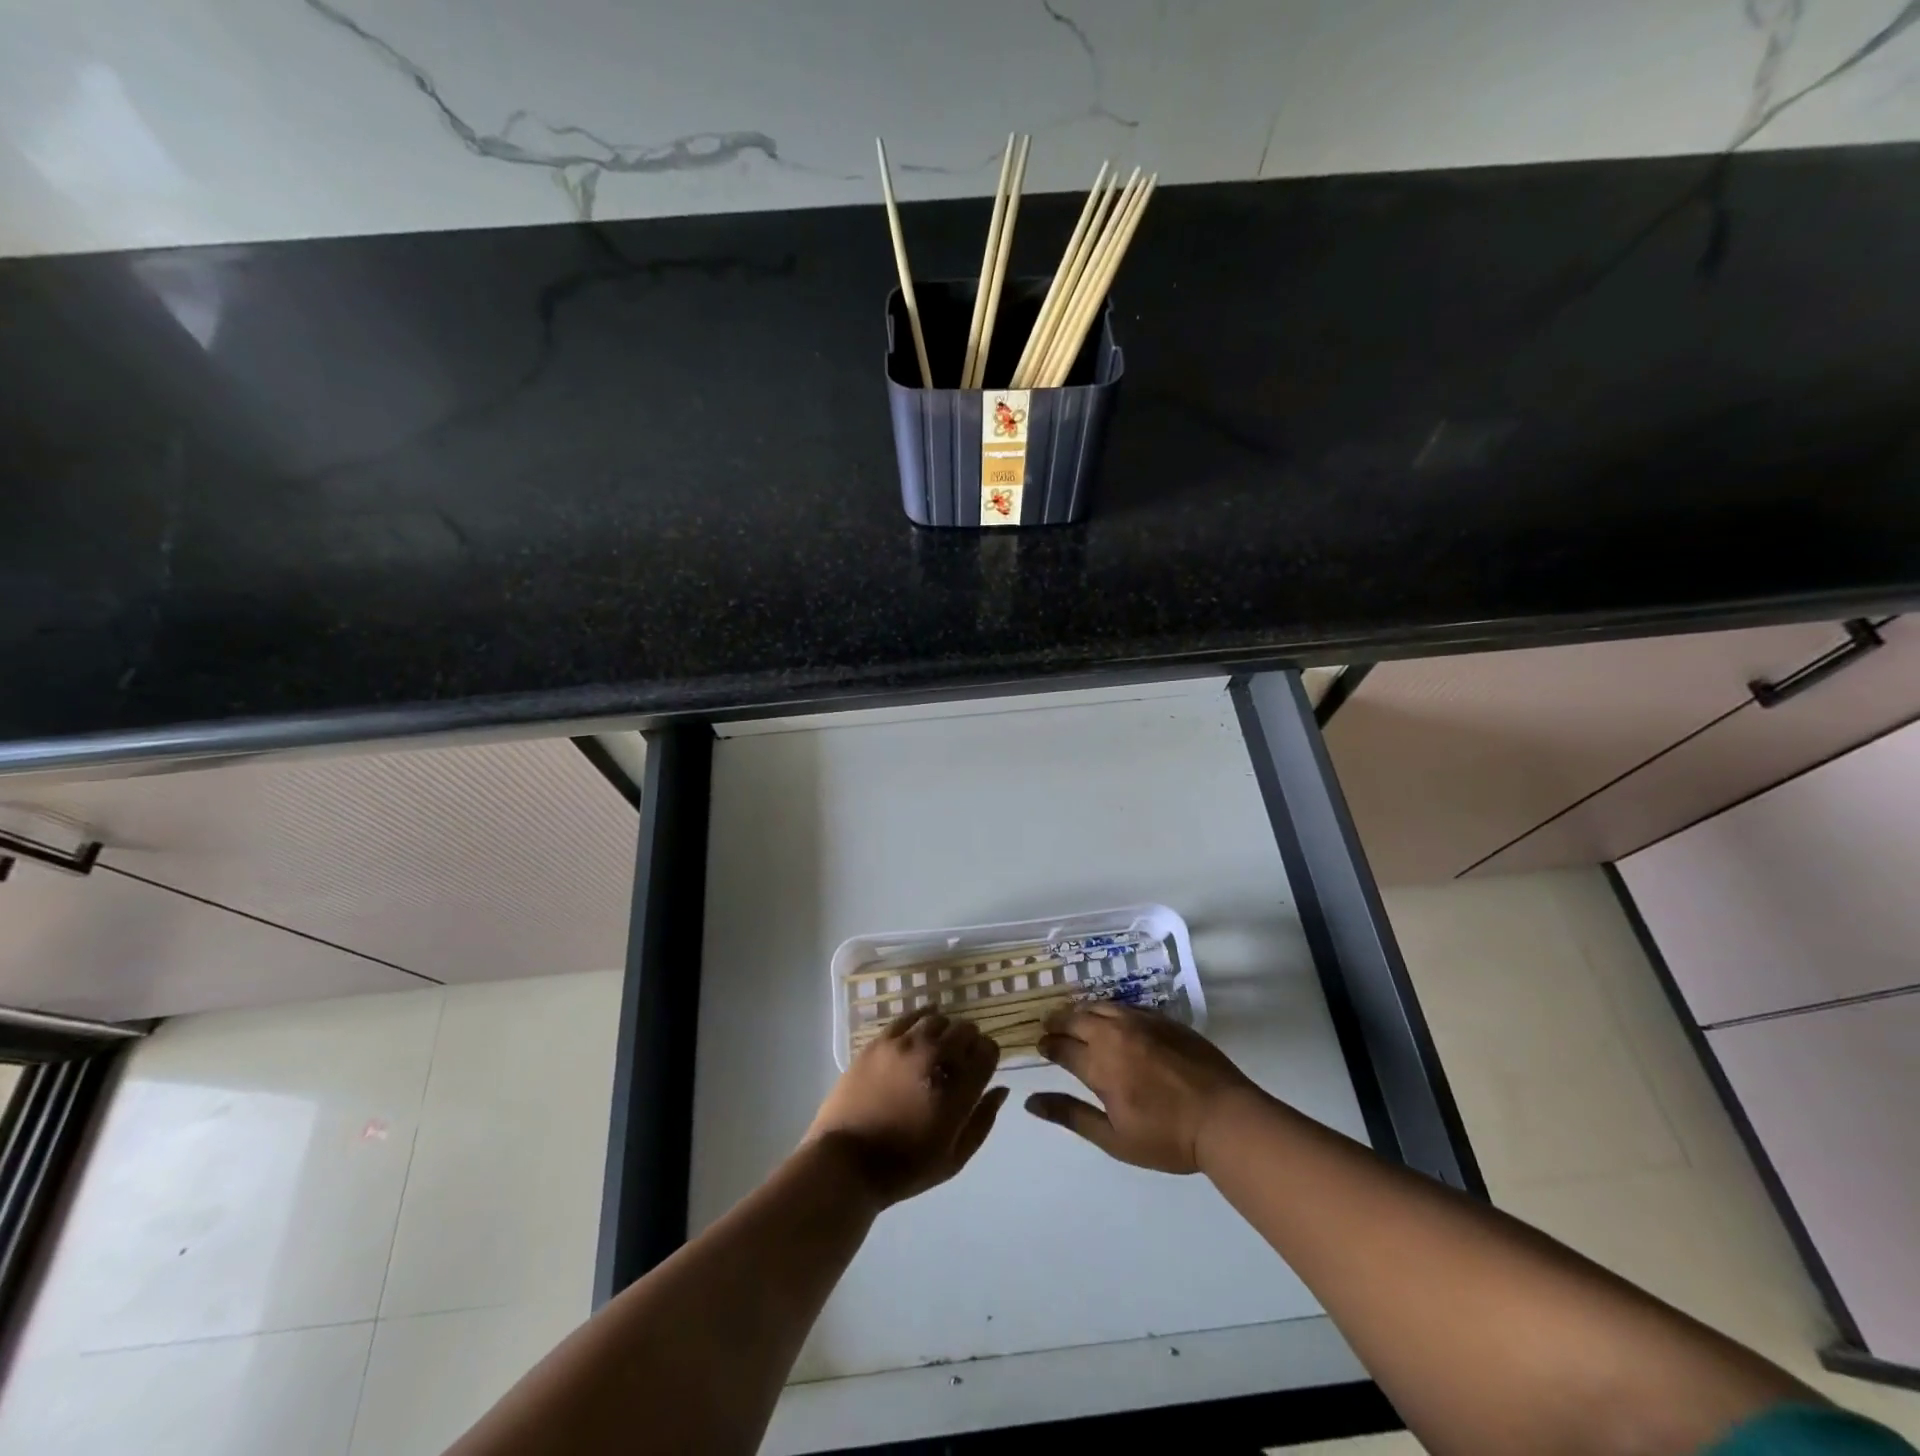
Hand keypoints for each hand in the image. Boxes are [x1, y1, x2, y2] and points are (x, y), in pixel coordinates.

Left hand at [805, 1006, 1008, 1206]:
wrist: (846, 1163)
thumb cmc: (904, 1168)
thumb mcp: (954, 1159)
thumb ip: (982, 1121)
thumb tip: (1001, 1088)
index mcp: (957, 1091)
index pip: (987, 1052)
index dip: (988, 1056)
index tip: (981, 1065)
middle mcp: (935, 1059)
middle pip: (965, 1031)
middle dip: (969, 1041)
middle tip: (960, 1057)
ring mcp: (905, 1046)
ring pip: (938, 1020)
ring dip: (945, 1030)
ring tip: (939, 1044)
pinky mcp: (880, 1042)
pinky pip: (909, 1017)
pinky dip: (922, 1016)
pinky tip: (924, 1022)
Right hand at [1025, 1004, 1261, 1173]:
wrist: (1224, 1118)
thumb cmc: (1167, 1137)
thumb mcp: (1114, 1138)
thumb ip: (1071, 1115)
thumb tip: (1030, 1102)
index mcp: (1099, 1064)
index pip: (1061, 1046)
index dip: (1047, 1045)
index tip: (1040, 1047)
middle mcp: (1115, 1034)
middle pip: (1076, 1018)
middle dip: (1058, 1022)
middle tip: (1049, 1027)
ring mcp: (1141, 1022)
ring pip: (1100, 1006)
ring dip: (1082, 1012)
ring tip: (1075, 1019)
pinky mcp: (1163, 1019)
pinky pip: (1126, 1006)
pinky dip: (1109, 1010)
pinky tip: (1111, 1019)